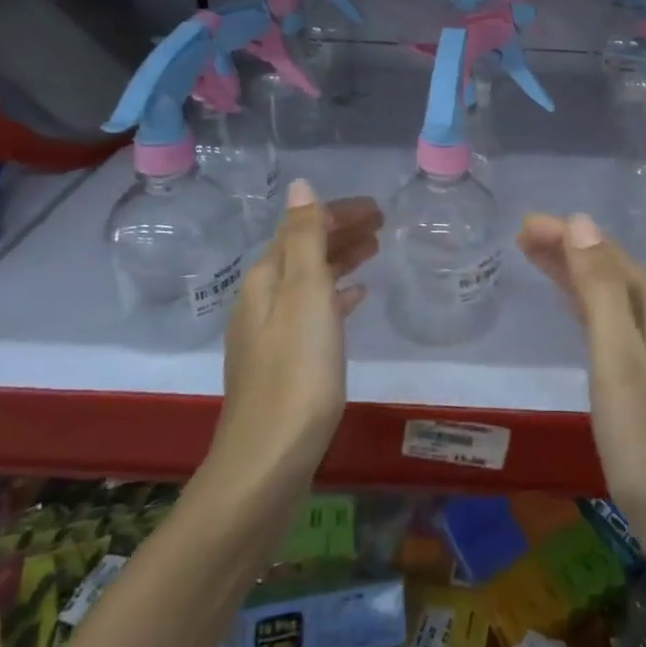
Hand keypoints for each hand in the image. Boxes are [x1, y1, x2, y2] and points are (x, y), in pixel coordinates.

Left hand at [211, 180, 381, 492]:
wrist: (268, 461)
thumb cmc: (296, 371)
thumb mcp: (305, 295)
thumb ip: (304, 239)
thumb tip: (299, 185)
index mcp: (266, 279)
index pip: (302, 227)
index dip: (337, 213)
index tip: (378, 208)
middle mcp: (262, 300)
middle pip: (303, 251)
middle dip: (340, 232)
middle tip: (383, 223)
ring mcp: (271, 334)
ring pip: (310, 281)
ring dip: (340, 261)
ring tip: (374, 251)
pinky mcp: (284, 364)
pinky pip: (314, 312)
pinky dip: (336, 296)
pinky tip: (356, 300)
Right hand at [518, 212, 645, 587]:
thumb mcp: (619, 362)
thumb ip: (600, 292)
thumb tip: (583, 224)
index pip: (611, 258)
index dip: (570, 237)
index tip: (526, 225)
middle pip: (615, 275)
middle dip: (571, 252)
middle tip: (524, 237)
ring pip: (615, 301)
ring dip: (578, 278)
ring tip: (538, 259)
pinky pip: (617, 329)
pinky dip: (589, 310)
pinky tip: (577, 311)